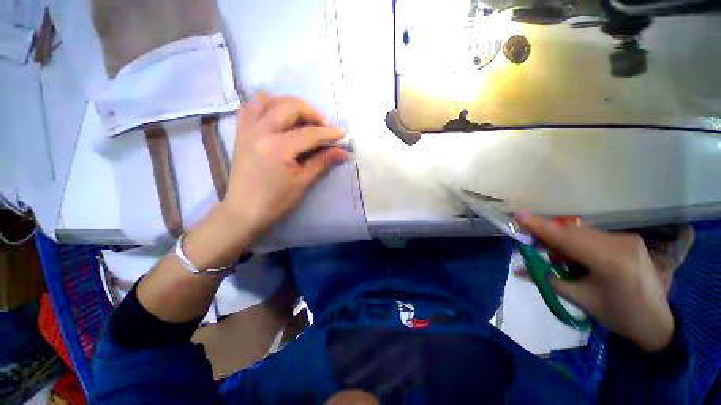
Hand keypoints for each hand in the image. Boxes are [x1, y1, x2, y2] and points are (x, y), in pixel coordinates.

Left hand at [183, 93, 347, 267]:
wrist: (244, 212)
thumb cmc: (276, 201)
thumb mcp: (302, 182)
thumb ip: (323, 162)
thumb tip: (343, 152)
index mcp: (277, 147)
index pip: (309, 133)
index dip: (329, 132)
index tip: (343, 133)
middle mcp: (260, 131)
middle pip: (289, 107)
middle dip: (312, 112)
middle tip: (324, 126)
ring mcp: (247, 129)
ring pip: (268, 100)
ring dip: (289, 104)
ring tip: (302, 118)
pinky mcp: (240, 133)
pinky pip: (251, 108)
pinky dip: (267, 105)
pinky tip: (278, 116)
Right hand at [516, 213, 675, 352]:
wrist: (657, 322)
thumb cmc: (618, 315)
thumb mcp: (581, 300)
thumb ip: (548, 279)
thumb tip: (518, 269)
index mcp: (611, 263)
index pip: (567, 239)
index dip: (541, 226)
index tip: (518, 215)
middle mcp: (621, 244)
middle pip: (573, 232)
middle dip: (547, 232)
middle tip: (526, 236)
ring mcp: (627, 239)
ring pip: (582, 231)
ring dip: (561, 236)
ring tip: (548, 248)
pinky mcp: (628, 239)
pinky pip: (593, 234)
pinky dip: (576, 239)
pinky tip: (572, 251)